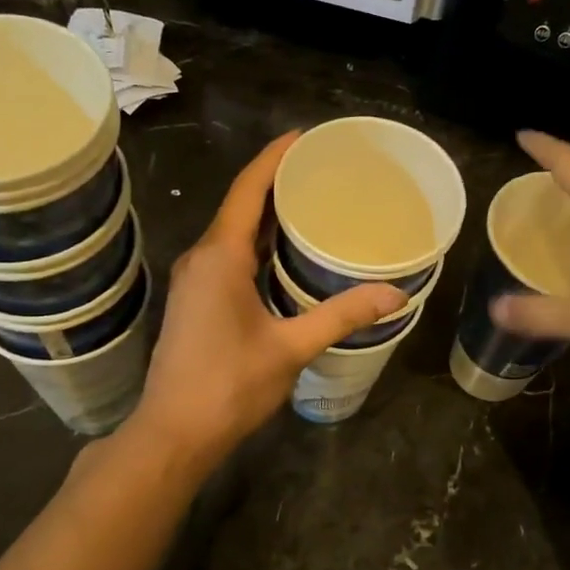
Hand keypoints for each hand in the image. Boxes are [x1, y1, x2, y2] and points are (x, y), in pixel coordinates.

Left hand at [127, 133, 406, 461]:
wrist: (174, 432)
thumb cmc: (229, 386)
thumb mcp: (291, 348)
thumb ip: (341, 316)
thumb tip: (394, 294)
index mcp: (219, 257)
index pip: (247, 189)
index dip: (275, 157)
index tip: (306, 137)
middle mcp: (202, 258)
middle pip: (240, 205)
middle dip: (278, 182)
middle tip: (324, 170)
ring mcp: (196, 280)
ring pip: (234, 232)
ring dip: (268, 214)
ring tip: (313, 202)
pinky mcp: (197, 300)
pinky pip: (230, 255)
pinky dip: (259, 243)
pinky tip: (287, 252)